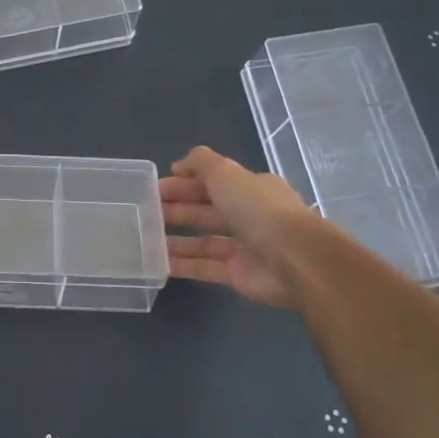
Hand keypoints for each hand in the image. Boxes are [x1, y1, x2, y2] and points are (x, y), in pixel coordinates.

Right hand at [159, 146, 316, 308]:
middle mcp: (249, 215)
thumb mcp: (226, 173)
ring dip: (175, 238)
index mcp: (251, 188)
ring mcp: (244, 246)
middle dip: (176, 208)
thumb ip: (201, 163)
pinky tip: (158, 263)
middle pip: (206, 209)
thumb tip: (179, 165)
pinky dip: (183, 264)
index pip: (213, 181)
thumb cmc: (258, 209)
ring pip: (203, 240)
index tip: (155, 188)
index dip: (184, 182)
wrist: (294, 260)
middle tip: (144, 212)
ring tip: (145, 238)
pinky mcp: (237, 274)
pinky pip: (204, 267)